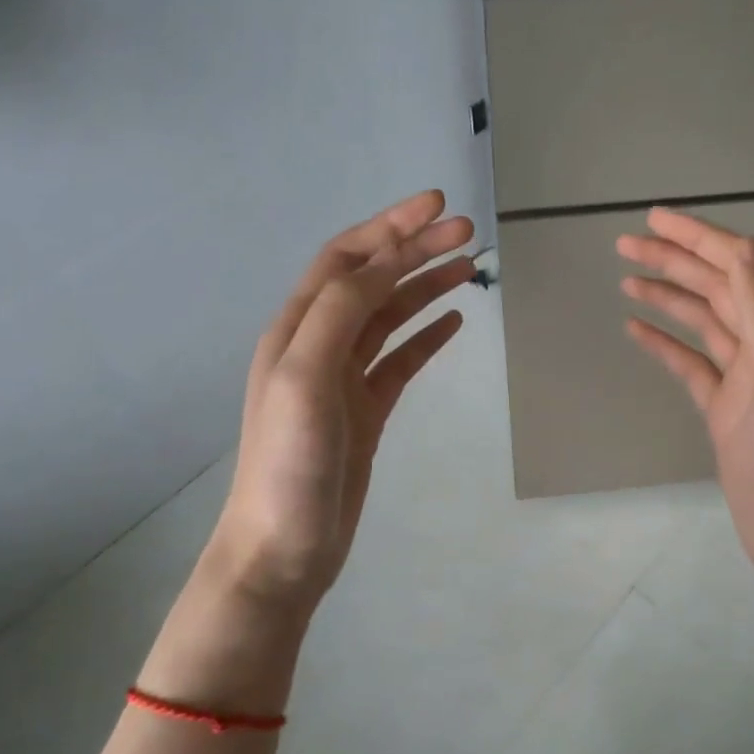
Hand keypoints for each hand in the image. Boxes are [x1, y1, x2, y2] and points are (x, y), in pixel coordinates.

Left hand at [205, 190, 474, 616]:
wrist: (284, 547)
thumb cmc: (289, 461)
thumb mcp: (306, 376)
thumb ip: (340, 313)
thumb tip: (384, 264)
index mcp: (298, 327)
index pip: (348, 259)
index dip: (391, 228)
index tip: (438, 206)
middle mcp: (319, 343)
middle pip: (374, 281)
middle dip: (417, 251)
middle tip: (468, 233)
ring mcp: (344, 379)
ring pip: (390, 317)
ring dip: (426, 288)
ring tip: (469, 268)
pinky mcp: (366, 411)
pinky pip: (400, 360)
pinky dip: (427, 336)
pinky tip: (454, 323)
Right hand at [617, 209, 753, 606]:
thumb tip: (739, 250)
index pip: (744, 266)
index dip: (701, 238)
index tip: (655, 220)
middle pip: (719, 288)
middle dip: (676, 261)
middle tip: (626, 243)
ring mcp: (746, 379)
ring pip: (702, 321)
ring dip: (667, 296)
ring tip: (626, 278)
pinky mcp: (725, 409)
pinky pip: (690, 363)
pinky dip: (664, 343)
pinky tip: (635, 329)